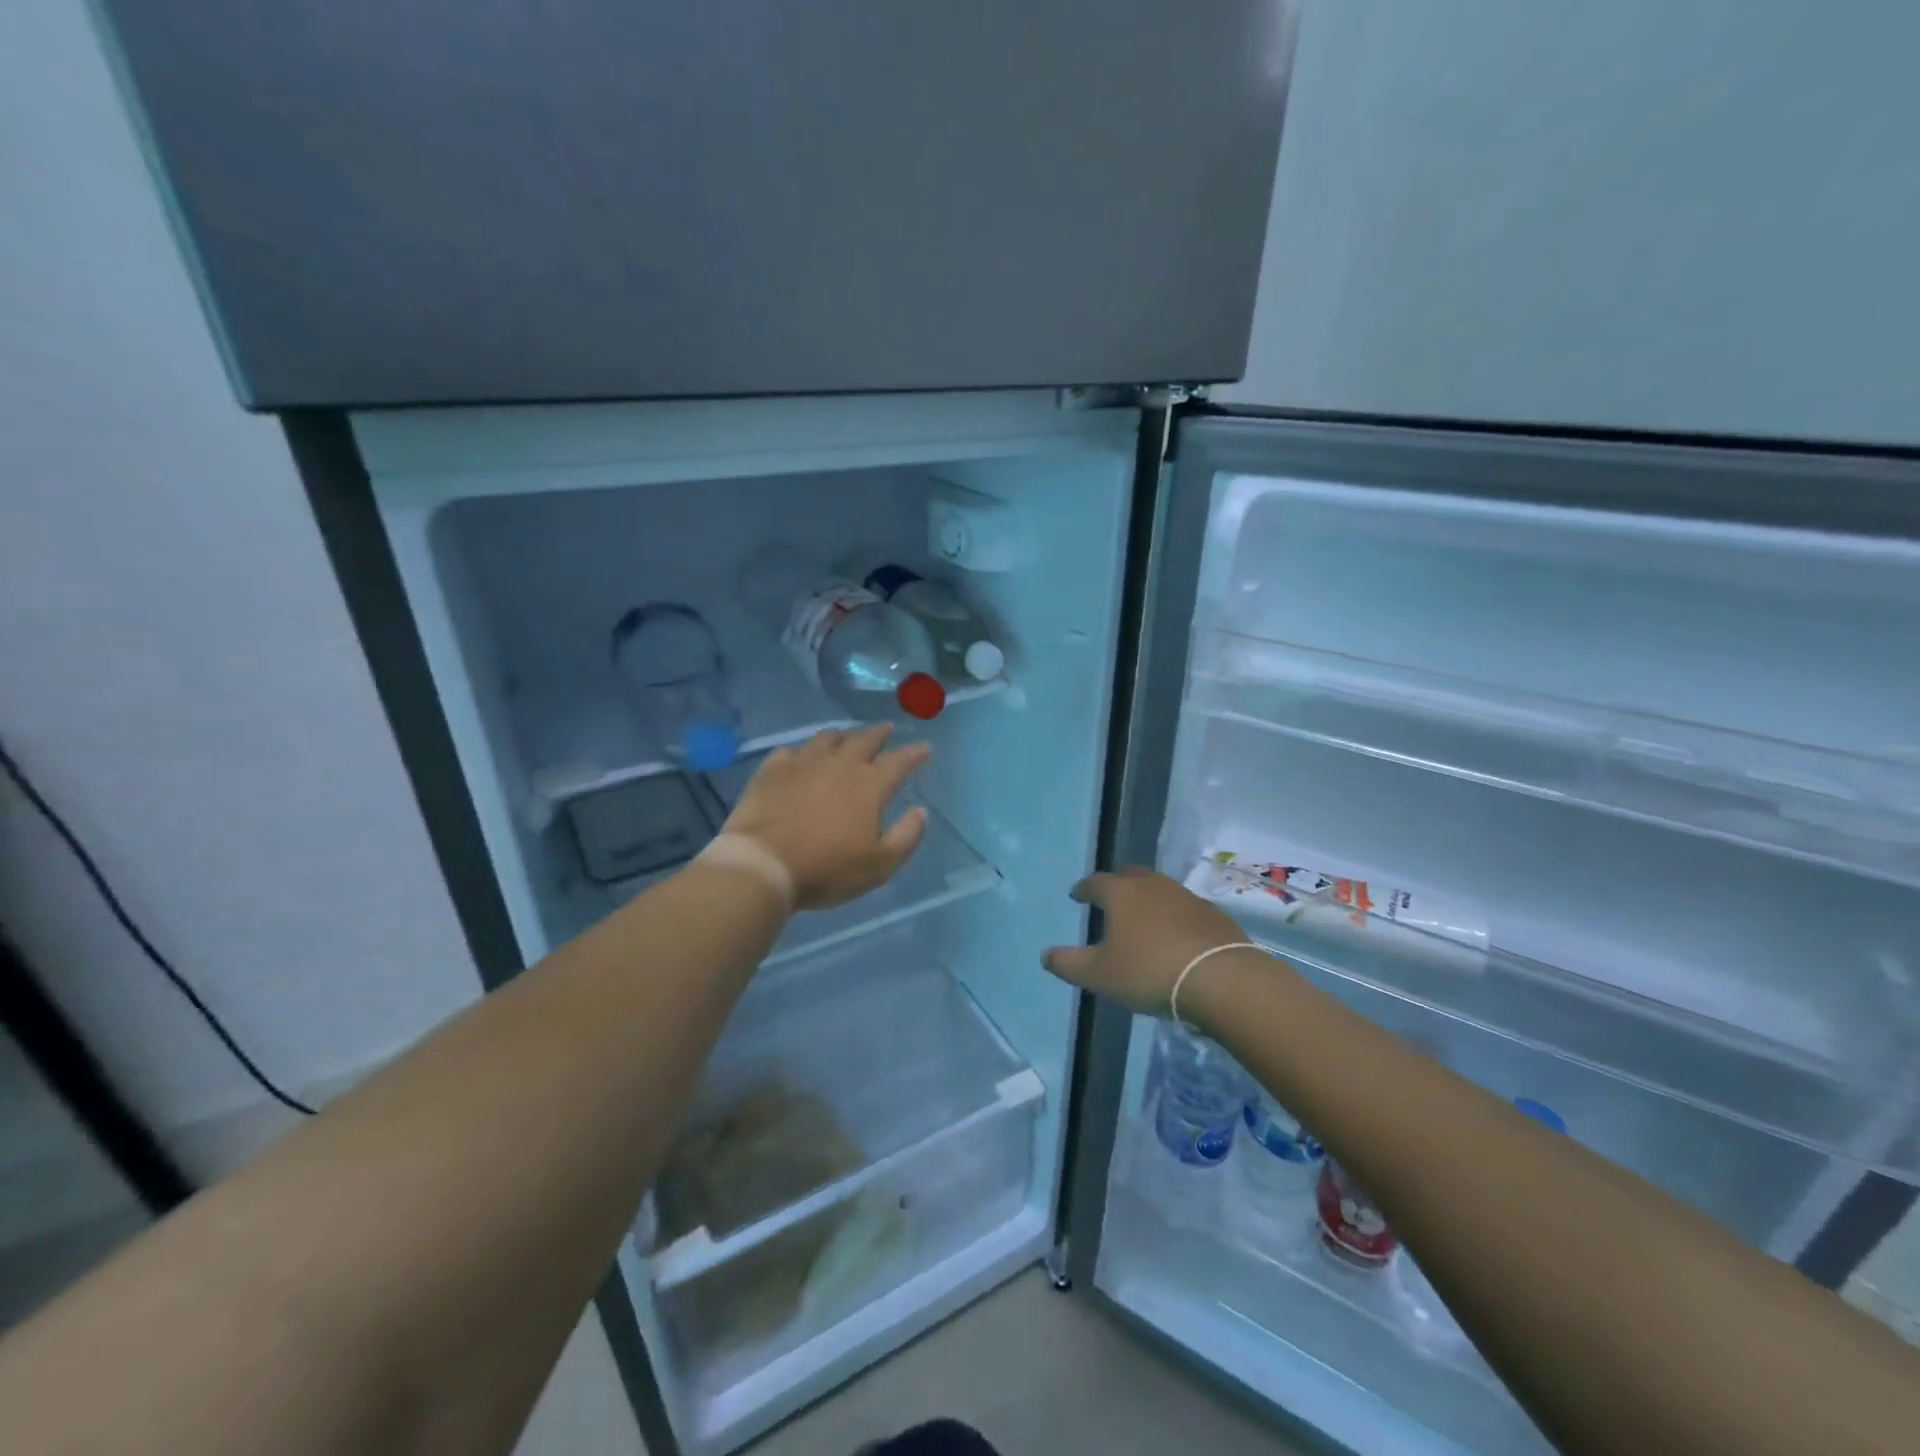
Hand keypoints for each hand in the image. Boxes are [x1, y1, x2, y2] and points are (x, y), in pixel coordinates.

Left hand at [722, 724, 929, 910]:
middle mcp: (840, 764)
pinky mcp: (773, 769)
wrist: (762, 863)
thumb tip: (921, 811)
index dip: (915, 753)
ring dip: (844, 735)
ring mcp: (804, 762)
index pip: (900, 761)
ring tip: (848, 737)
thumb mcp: (880, 865)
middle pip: (865, 740)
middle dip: (880, 733)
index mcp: (870, 785)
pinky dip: (803, 750)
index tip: (924, 747)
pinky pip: (792, 750)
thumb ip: (906, 836)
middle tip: (887, 729)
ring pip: (828, 738)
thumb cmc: (826, 868)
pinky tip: (802, 756)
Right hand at [1041, 868, 1246, 1015]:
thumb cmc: (1148, 971)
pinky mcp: (1211, 913)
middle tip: (1110, 901)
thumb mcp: (1099, 975)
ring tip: (1142, 920)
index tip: (1077, 896)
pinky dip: (1173, 916)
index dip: (1083, 890)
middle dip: (1117, 886)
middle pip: (1129, 876)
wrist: (1220, 978)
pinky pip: (1183, 908)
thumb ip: (1068, 963)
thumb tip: (1046, 955)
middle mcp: (1151, 885)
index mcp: (1120, 893)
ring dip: (1147, 900)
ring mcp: (1185, 896)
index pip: (1095, 883)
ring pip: (1158, 890)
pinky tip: (1174, 936)